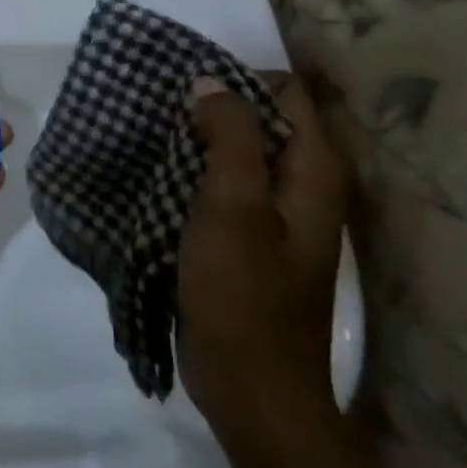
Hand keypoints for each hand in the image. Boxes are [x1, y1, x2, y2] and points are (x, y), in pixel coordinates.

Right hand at [179, 75, 387, 467]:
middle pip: (262, 117)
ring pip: (239, 149)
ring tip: (152, 126)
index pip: (286, 91)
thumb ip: (229, 135)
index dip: (240, 78)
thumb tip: (210, 80)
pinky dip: (196, 167)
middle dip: (214, 103)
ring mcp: (276, 212)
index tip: (189, 85)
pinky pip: (224, 181)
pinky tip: (159, 166)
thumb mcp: (234, 205)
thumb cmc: (244, 293)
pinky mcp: (248, 235)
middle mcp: (303, 184)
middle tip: (162, 102)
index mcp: (314, 171)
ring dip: (200, 135)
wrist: (251, 389)